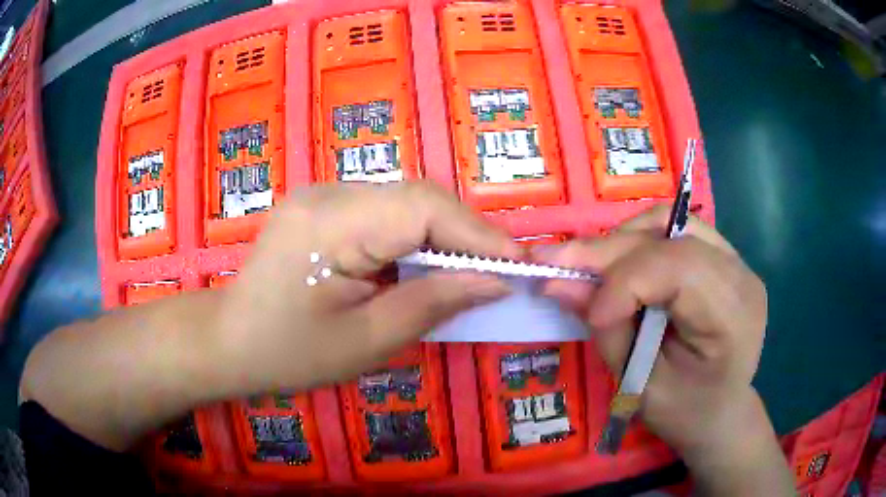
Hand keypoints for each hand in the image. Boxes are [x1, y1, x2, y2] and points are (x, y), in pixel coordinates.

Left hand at [214, 181, 519, 392]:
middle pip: (416, 197)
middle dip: (465, 233)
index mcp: (329, 225)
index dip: (477, 232)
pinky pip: (384, 211)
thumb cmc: (287, 354)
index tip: (517, 263)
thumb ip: (432, 303)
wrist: (229, 341)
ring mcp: (322, 195)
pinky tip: (426, 265)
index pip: (422, 207)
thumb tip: (494, 281)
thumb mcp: (365, 342)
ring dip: (443, 235)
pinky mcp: (322, 206)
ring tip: (471, 271)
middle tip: (499, 270)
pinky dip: (415, 237)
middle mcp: (326, 193)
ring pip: (404, 201)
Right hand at [535, 206, 792, 494]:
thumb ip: (608, 334)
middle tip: (551, 258)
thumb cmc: (686, 413)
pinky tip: (615, 263)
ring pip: (668, 222)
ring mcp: (733, 259)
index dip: (625, 284)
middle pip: (669, 237)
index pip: (678, 269)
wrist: (721, 411)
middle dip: (606, 250)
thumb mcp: (643, 388)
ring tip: (584, 264)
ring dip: (620, 240)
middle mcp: (739, 274)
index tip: (590, 315)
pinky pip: (673, 230)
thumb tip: (557, 284)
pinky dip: (636, 241)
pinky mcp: (720, 256)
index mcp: (733, 316)